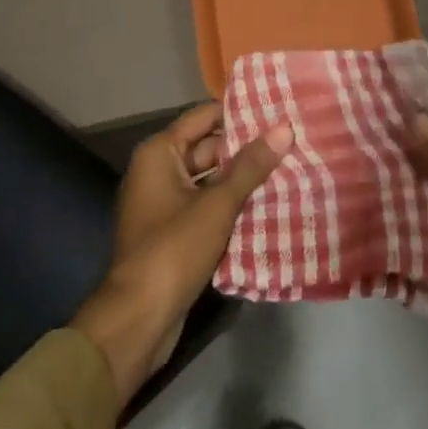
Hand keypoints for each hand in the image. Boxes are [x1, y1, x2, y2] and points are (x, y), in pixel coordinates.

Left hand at [73, 103, 291, 404]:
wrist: (137, 320)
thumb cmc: (173, 249)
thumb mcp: (217, 204)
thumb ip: (251, 166)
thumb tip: (285, 128)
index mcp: (160, 153)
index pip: (205, 116)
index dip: (240, 112)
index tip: (276, 109)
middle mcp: (158, 170)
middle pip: (208, 147)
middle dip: (246, 147)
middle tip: (290, 139)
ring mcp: (164, 203)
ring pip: (210, 178)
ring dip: (242, 177)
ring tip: (288, 166)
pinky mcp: (173, 231)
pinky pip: (207, 205)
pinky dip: (231, 203)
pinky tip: (268, 202)